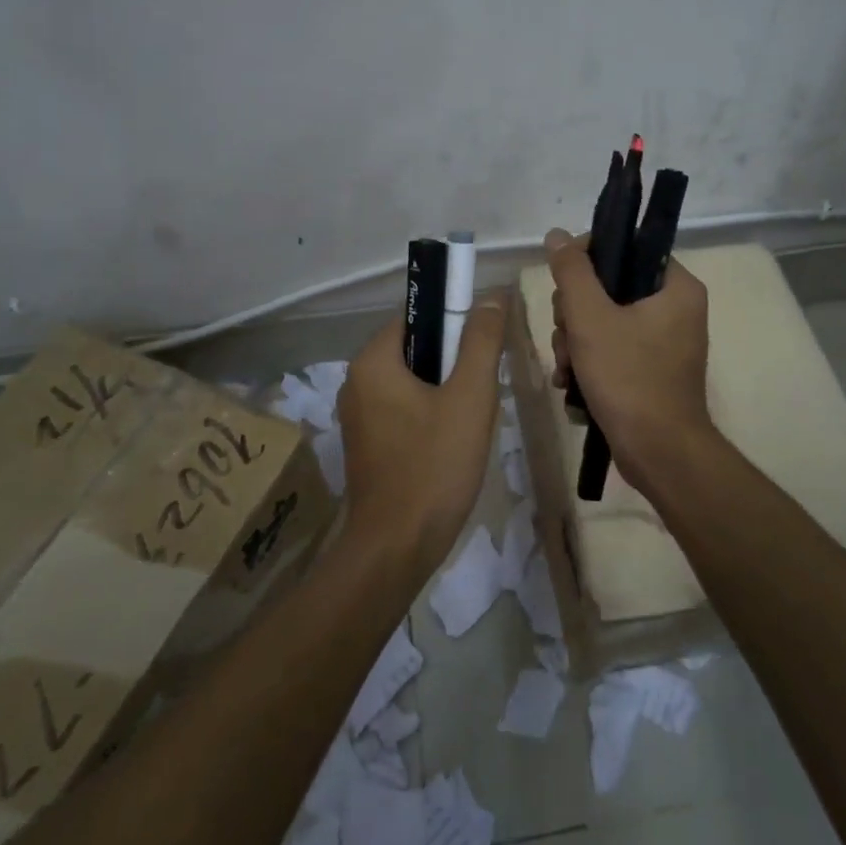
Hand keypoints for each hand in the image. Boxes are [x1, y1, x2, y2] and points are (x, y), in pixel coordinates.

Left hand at [337, 297, 506, 572]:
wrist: (396, 548)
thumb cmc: (434, 466)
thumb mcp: (469, 397)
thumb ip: (480, 342)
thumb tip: (490, 296)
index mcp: (372, 361)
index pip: (417, 316)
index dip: (454, 322)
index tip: (484, 347)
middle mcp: (356, 381)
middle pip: (415, 348)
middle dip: (453, 362)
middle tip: (483, 389)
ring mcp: (358, 415)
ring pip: (412, 381)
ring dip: (445, 390)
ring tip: (472, 417)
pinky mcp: (366, 443)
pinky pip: (403, 409)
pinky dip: (430, 413)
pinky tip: (453, 441)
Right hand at [544, 228, 713, 498]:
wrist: (659, 454)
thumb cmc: (629, 378)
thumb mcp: (591, 318)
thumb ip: (572, 272)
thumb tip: (557, 235)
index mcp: (676, 286)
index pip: (623, 249)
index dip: (584, 263)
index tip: (564, 290)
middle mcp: (675, 308)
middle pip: (608, 287)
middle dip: (575, 315)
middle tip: (567, 339)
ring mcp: (664, 341)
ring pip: (603, 320)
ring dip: (575, 342)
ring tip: (568, 370)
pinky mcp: (651, 369)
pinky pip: (612, 348)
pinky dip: (589, 362)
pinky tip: (572, 384)